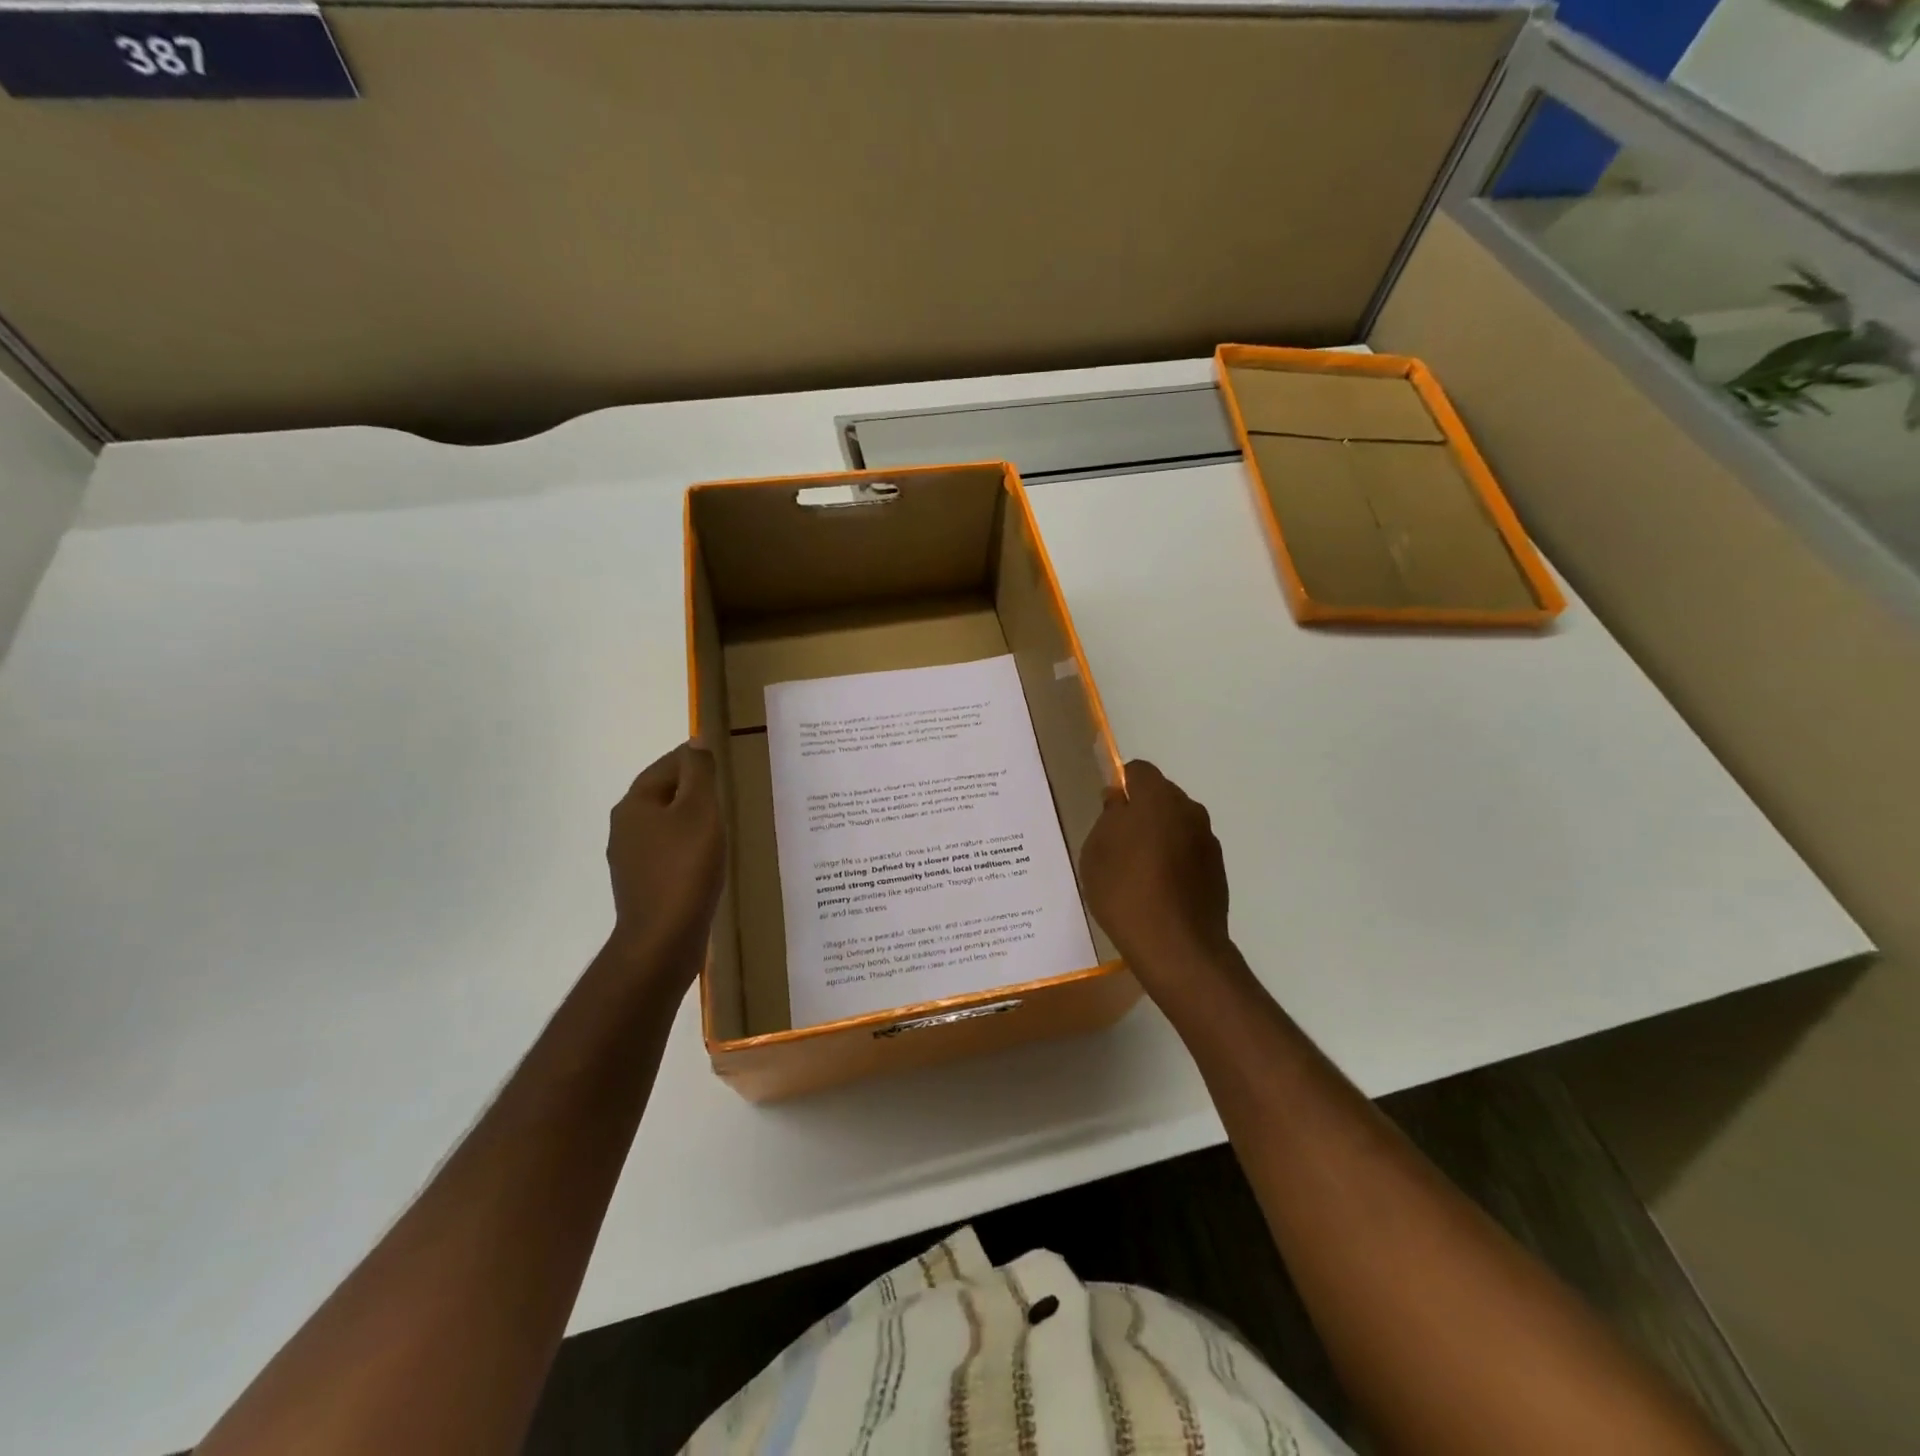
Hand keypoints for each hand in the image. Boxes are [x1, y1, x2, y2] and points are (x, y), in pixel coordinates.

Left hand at [605, 742, 725, 983]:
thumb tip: (696, 740)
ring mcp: (631, 859)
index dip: (695, 758)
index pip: (667, 765)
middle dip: (693, 789)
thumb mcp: (699, 811)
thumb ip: (699, 773)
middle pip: (663, 794)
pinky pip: (669, 853)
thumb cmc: (685, 867)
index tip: (724, 758)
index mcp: (635, 804)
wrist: (663, 940)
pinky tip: (709, 857)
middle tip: (729, 788)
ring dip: (691, 820)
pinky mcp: (643, 885)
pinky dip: (689, 847)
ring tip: (724, 822)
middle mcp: (625, 827)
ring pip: (666, 825)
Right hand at [1081, 760, 1233, 999]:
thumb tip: (1120, 801)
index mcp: (1158, 798)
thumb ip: (1109, 817)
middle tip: (1118, 843)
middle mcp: (1189, 810)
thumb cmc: (1125, 891)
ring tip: (1139, 871)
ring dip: (1160, 836)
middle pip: (1161, 796)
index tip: (1107, 811)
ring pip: (1177, 824)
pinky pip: (1189, 851)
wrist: (1177, 946)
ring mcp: (1208, 840)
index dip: (1121, 785)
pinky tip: (1159, 890)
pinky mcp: (1217, 869)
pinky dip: (1176, 860)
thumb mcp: (1096, 851)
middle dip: (1142, 810)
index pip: (1138, 770)